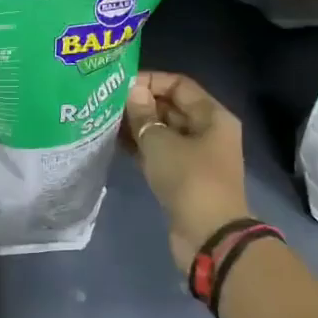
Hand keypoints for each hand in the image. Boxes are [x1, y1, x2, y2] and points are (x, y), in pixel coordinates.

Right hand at [124, 71, 250, 276]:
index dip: (150, 81)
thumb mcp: (161, 142)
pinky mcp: (182, 178)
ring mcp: (195, 156)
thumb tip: (133, 92)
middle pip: (171, 107)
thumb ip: (144, 115)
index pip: (179, 85)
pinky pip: (159, 153)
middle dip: (141, 104)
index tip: (120, 85)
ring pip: (163, 132)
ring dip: (137, 126)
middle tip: (106, 102)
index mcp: (212, 116)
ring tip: (105, 120)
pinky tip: (114, 143)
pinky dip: (140, 147)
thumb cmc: (189, 180)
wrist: (209, 236)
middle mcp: (207, 132)